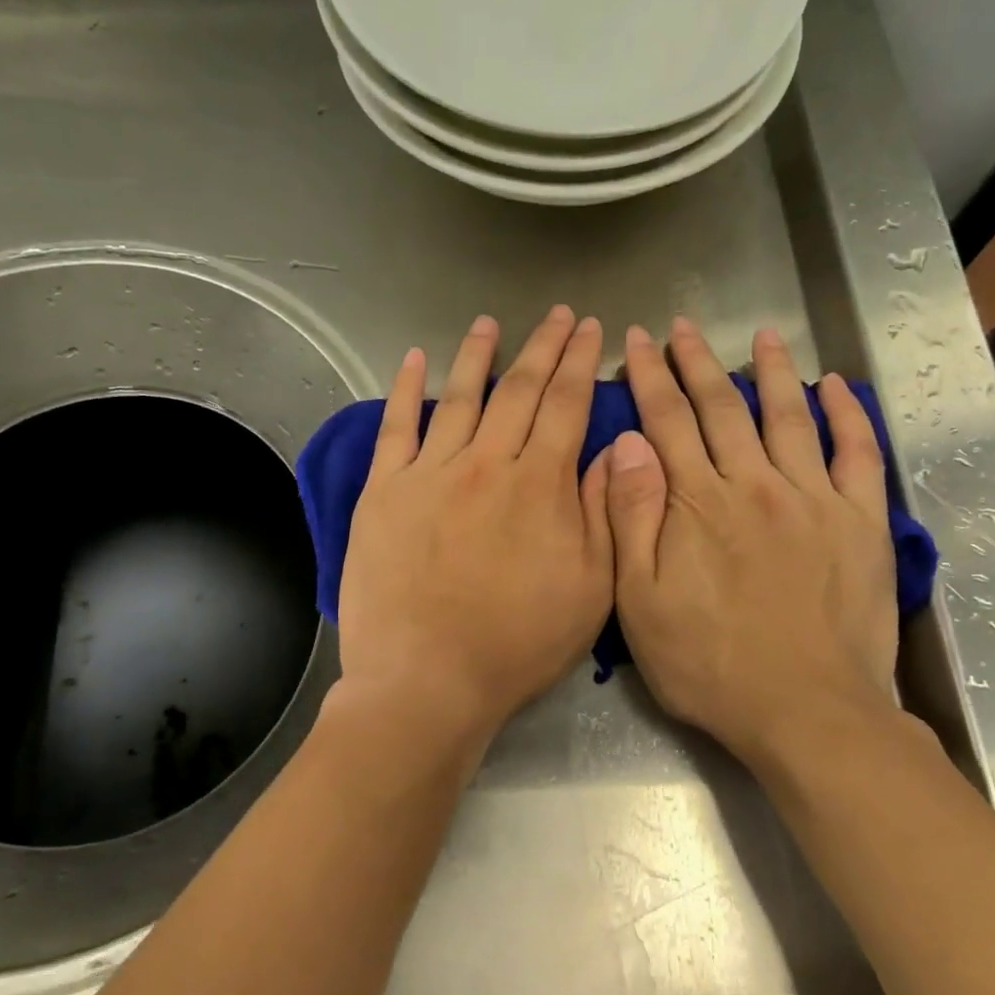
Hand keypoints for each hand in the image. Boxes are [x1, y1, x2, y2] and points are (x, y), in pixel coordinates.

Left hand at [337, 306, 614, 757]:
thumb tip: (610, 451)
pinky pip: (396, 428)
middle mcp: (486, 463)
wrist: (427, 679)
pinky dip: (406, 390)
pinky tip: (414, 360)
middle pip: (519, 391)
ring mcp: (429, 473)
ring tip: (490, 323)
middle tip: (556, 315)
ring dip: (478, 356)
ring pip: (460, 397)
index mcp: (539, 485)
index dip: (581, 362)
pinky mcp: (384, 492)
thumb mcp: (589, 589)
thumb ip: (602, 513)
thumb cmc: (517, 643)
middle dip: (543, 347)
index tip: (590, 330)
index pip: (566, 405)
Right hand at [605, 318, 899, 775]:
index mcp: (697, 503)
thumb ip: (630, 517)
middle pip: (722, 407)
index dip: (648, 378)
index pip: (667, 421)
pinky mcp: (859, 522)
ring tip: (762, 336)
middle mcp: (754, 484)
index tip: (637, 342)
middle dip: (697, 363)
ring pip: (788, 417)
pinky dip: (847, 415)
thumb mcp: (639, 601)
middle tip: (683, 328)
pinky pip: (857, 454)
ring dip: (772, 372)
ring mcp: (813, 499)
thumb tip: (627, 445)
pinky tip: (835, 386)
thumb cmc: (708, 664)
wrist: (805, 712)